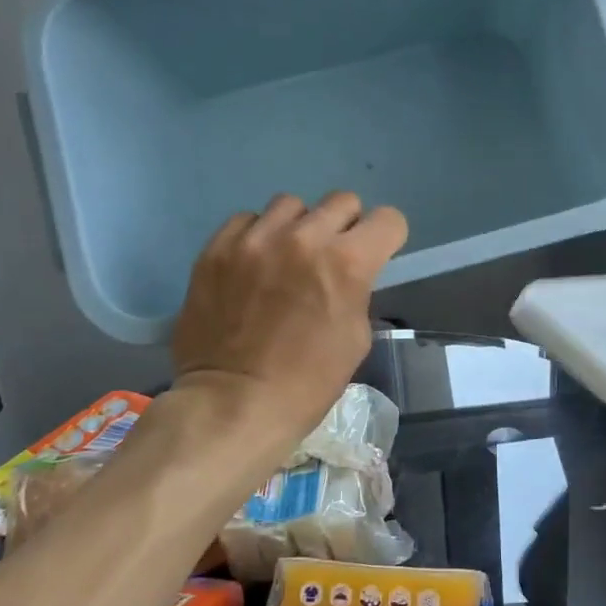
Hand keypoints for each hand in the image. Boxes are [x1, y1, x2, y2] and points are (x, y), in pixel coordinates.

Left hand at [170, 192, 406, 448]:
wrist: (233, 404)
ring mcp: (255, 239)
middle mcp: (303, 238)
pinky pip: (247, 220)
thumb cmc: (308, 382)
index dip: (387, 238)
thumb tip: (347, 272)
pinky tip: (254, 265)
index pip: (388, 219)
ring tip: (287, 258)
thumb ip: (357, 289)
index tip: (377, 254)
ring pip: (292, 205)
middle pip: (342, 201)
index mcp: (347, 262)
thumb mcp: (356, 337)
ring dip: (299, 227)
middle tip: (331, 257)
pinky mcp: (217, 248)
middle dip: (346, 227)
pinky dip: (257, 236)